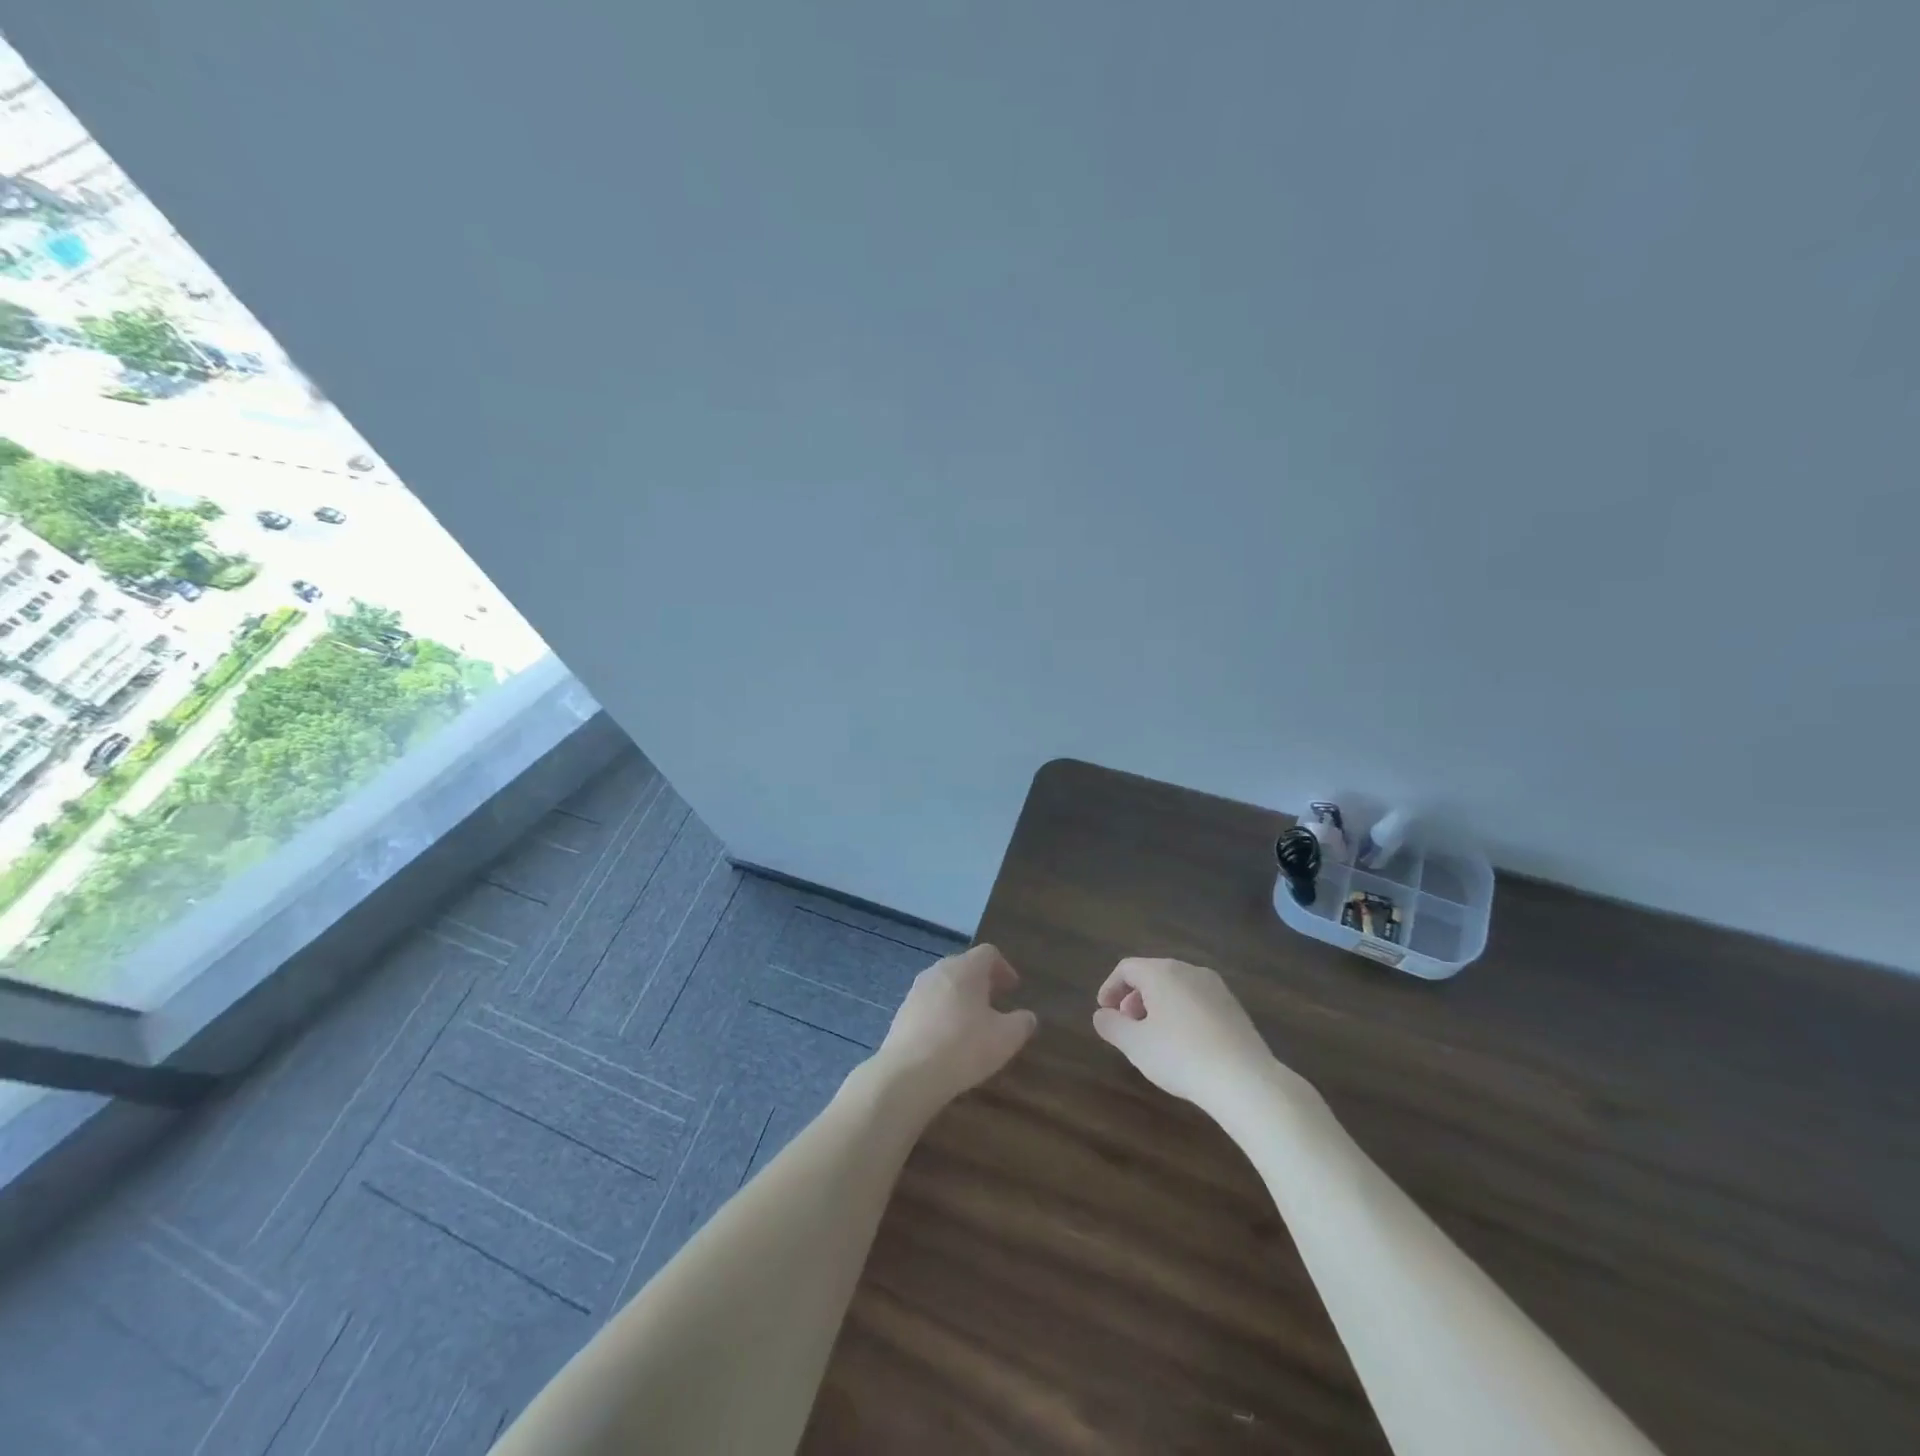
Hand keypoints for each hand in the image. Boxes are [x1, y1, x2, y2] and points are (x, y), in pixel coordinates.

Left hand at [870, 944, 1037, 1112]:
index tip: (1013, 989)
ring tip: (972, 1022)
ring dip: (960, 997)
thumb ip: (1022, 1023)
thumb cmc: (964, 1047)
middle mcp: (939, 970)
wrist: (909, 1073)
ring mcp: (916, 990)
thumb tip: (1027, 1017)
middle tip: (995, 1002)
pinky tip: (947, 1039)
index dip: (1004, 968)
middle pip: (964, 966)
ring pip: (944, 985)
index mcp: (966, 968)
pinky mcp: (902, 1012)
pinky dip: (942, 1013)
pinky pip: (929, 1004)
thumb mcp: (1005, 1038)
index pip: (988, 953)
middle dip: (981, 982)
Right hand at [1093, 957, 1309, 1115]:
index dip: (1110, 987)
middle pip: (1153, 975)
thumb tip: (1102, 1014)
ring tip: (1154, 1037)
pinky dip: (1182, 1014)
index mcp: (1162, 972)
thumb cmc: (1180, 1056)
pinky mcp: (1234, 1007)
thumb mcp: (1134, 1044)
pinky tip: (1185, 1045)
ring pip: (1177, 988)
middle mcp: (1189, 970)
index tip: (1104, 1011)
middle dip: (1134, 998)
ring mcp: (1216, 987)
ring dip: (1158, 1006)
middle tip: (1128, 1026)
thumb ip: (1111, 1025)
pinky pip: (1198, 1001)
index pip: (1127, 968)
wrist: (1245, 1080)